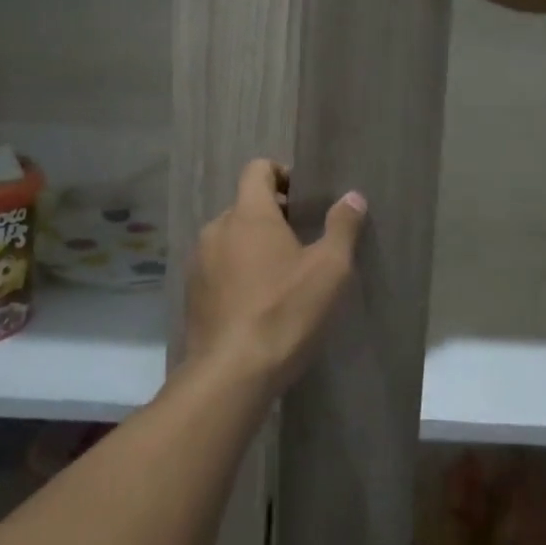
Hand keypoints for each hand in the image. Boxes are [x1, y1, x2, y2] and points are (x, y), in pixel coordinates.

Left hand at [183, 159, 366, 392]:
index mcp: (248, 214)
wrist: (231, 375)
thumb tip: (353, 196)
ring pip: (230, 239)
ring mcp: (199, 263)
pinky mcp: (192, 295)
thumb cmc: (286, 311)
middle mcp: (217, 229)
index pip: (258, 169)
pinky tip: (259, 303)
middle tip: (304, 241)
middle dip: (273, 216)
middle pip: (245, 206)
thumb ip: (342, 226)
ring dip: (254, 246)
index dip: (282, 174)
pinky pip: (219, 269)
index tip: (305, 198)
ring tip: (283, 275)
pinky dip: (238, 273)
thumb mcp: (330, 269)